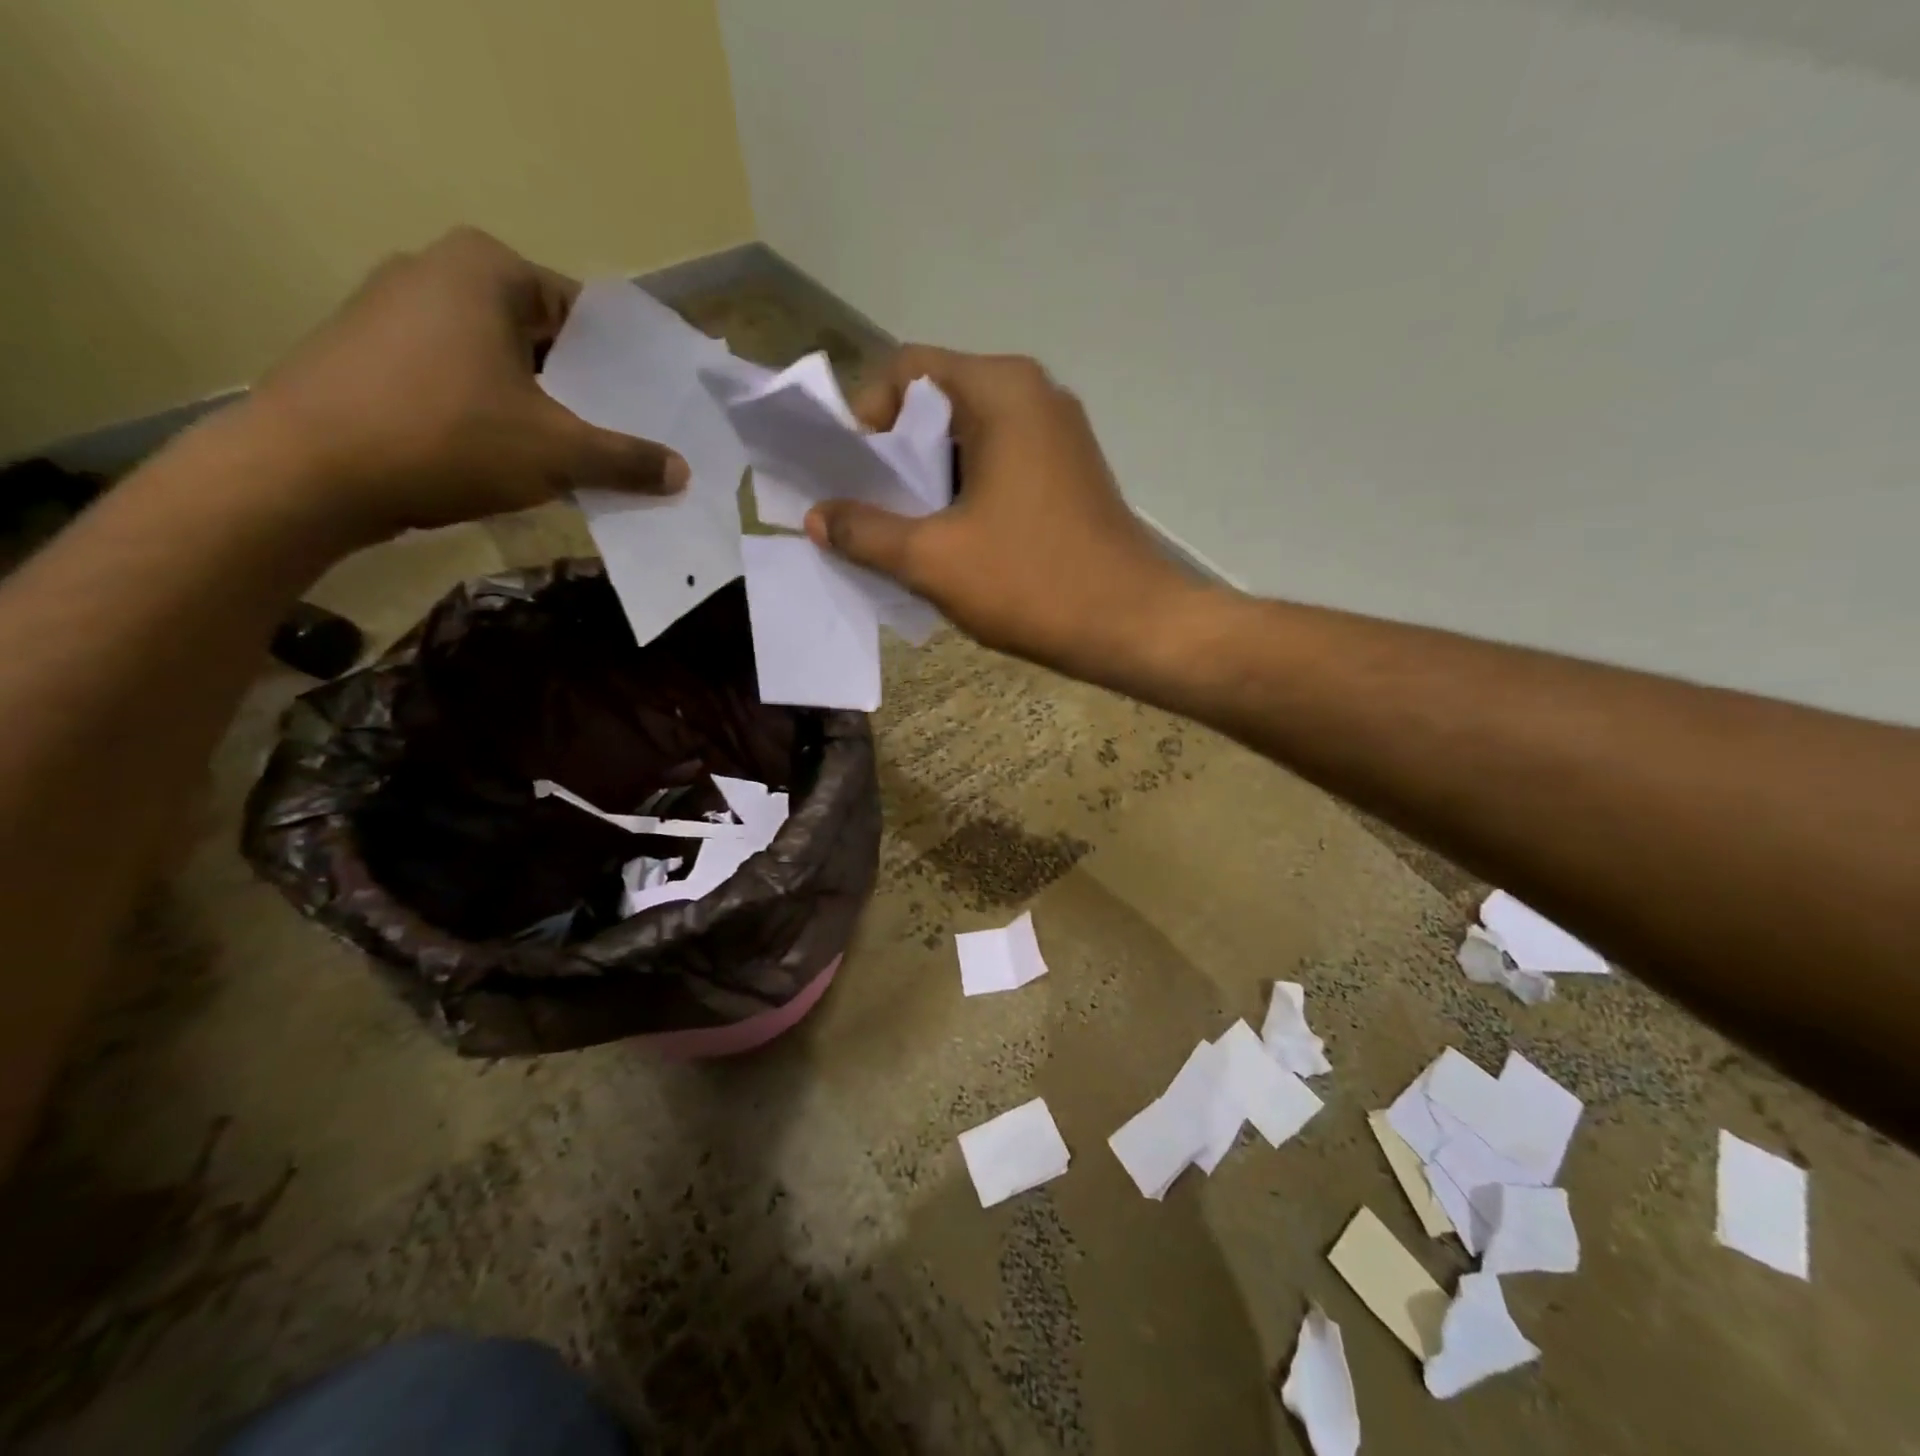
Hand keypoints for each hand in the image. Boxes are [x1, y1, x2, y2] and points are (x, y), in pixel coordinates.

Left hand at [244, 227, 685, 542]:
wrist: (306, 472)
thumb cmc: (446, 438)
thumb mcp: (557, 453)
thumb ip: (627, 460)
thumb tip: (683, 473)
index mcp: (487, 268)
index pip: (587, 315)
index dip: (627, 367)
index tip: (654, 409)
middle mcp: (437, 272)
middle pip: (546, 339)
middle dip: (587, 391)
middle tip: (629, 438)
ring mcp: (395, 311)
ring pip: (504, 362)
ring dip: (544, 408)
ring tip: (581, 455)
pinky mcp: (371, 355)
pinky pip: (461, 380)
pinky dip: (496, 414)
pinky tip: (515, 459)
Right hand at [806, 346, 1195, 677]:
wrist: (1133, 626)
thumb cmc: (1032, 583)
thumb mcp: (933, 559)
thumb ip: (865, 531)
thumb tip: (816, 517)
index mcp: (1001, 390)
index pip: (906, 372)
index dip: (865, 418)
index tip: (851, 478)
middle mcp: (1033, 395)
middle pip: (936, 405)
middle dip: (893, 457)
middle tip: (867, 511)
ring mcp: (1057, 435)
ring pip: (967, 440)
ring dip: (927, 482)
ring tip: (902, 535)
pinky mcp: (1068, 474)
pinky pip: (998, 466)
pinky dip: (963, 495)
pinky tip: (950, 544)